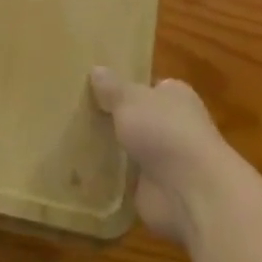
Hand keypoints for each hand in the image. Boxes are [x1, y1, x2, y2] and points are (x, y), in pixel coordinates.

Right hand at [90, 69, 231, 243]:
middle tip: (75, 113)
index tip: (94, 87)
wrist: (191, 191)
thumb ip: (112, 87)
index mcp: (175, 96)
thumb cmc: (165, 131)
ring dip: (110, 149)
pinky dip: (109, 177)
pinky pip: (125, 178)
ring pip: (130, 149)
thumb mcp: (130, 99)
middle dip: (114, 119)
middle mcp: (174, 126)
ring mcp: (165, 160)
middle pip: (138, 118)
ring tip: (70, 139)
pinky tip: (80, 170)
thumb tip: (96, 69)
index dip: (125, 86)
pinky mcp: (154, 189)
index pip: (150, 87)